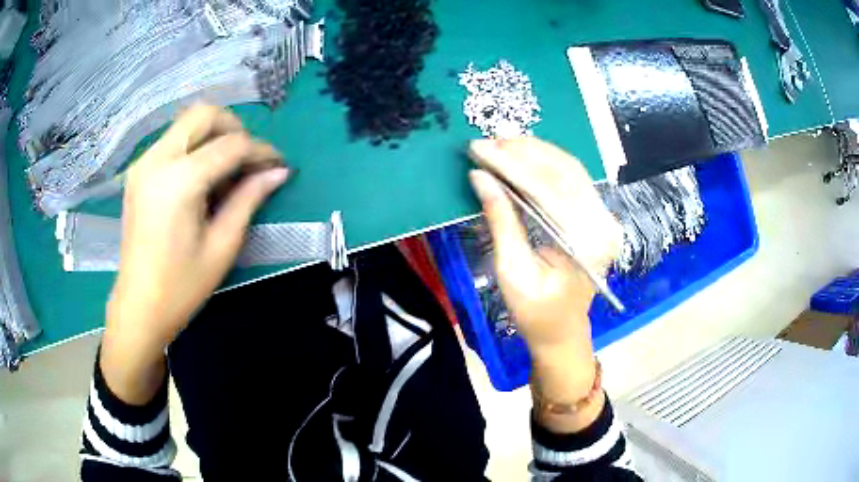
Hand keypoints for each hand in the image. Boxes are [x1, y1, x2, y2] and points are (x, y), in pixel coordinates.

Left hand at [102, 105, 289, 403]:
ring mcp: (143, 163)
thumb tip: (279, 171)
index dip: (261, 151)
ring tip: (227, 171)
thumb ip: (249, 199)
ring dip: (214, 136)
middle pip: (204, 114)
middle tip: (249, 160)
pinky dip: (195, 146)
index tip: (279, 164)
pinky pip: (173, 140)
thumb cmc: (181, 287)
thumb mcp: (222, 246)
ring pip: (187, 123)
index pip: (230, 145)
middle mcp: (157, 159)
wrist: (139, 306)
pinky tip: (202, 177)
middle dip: (234, 128)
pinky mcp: (138, 171)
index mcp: (179, 181)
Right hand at [467, 137, 621, 431]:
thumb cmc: (536, 313)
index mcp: (586, 245)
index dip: (511, 166)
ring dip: (535, 152)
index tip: (479, 149)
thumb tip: (480, 176)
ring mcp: (605, 218)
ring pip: (571, 169)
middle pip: (565, 172)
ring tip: (501, 143)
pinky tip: (523, 155)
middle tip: (487, 141)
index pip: (549, 191)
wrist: (562, 331)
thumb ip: (501, 221)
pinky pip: (573, 179)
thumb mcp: (512, 272)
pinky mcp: (598, 215)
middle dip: (523, 152)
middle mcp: (603, 225)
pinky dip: (546, 163)